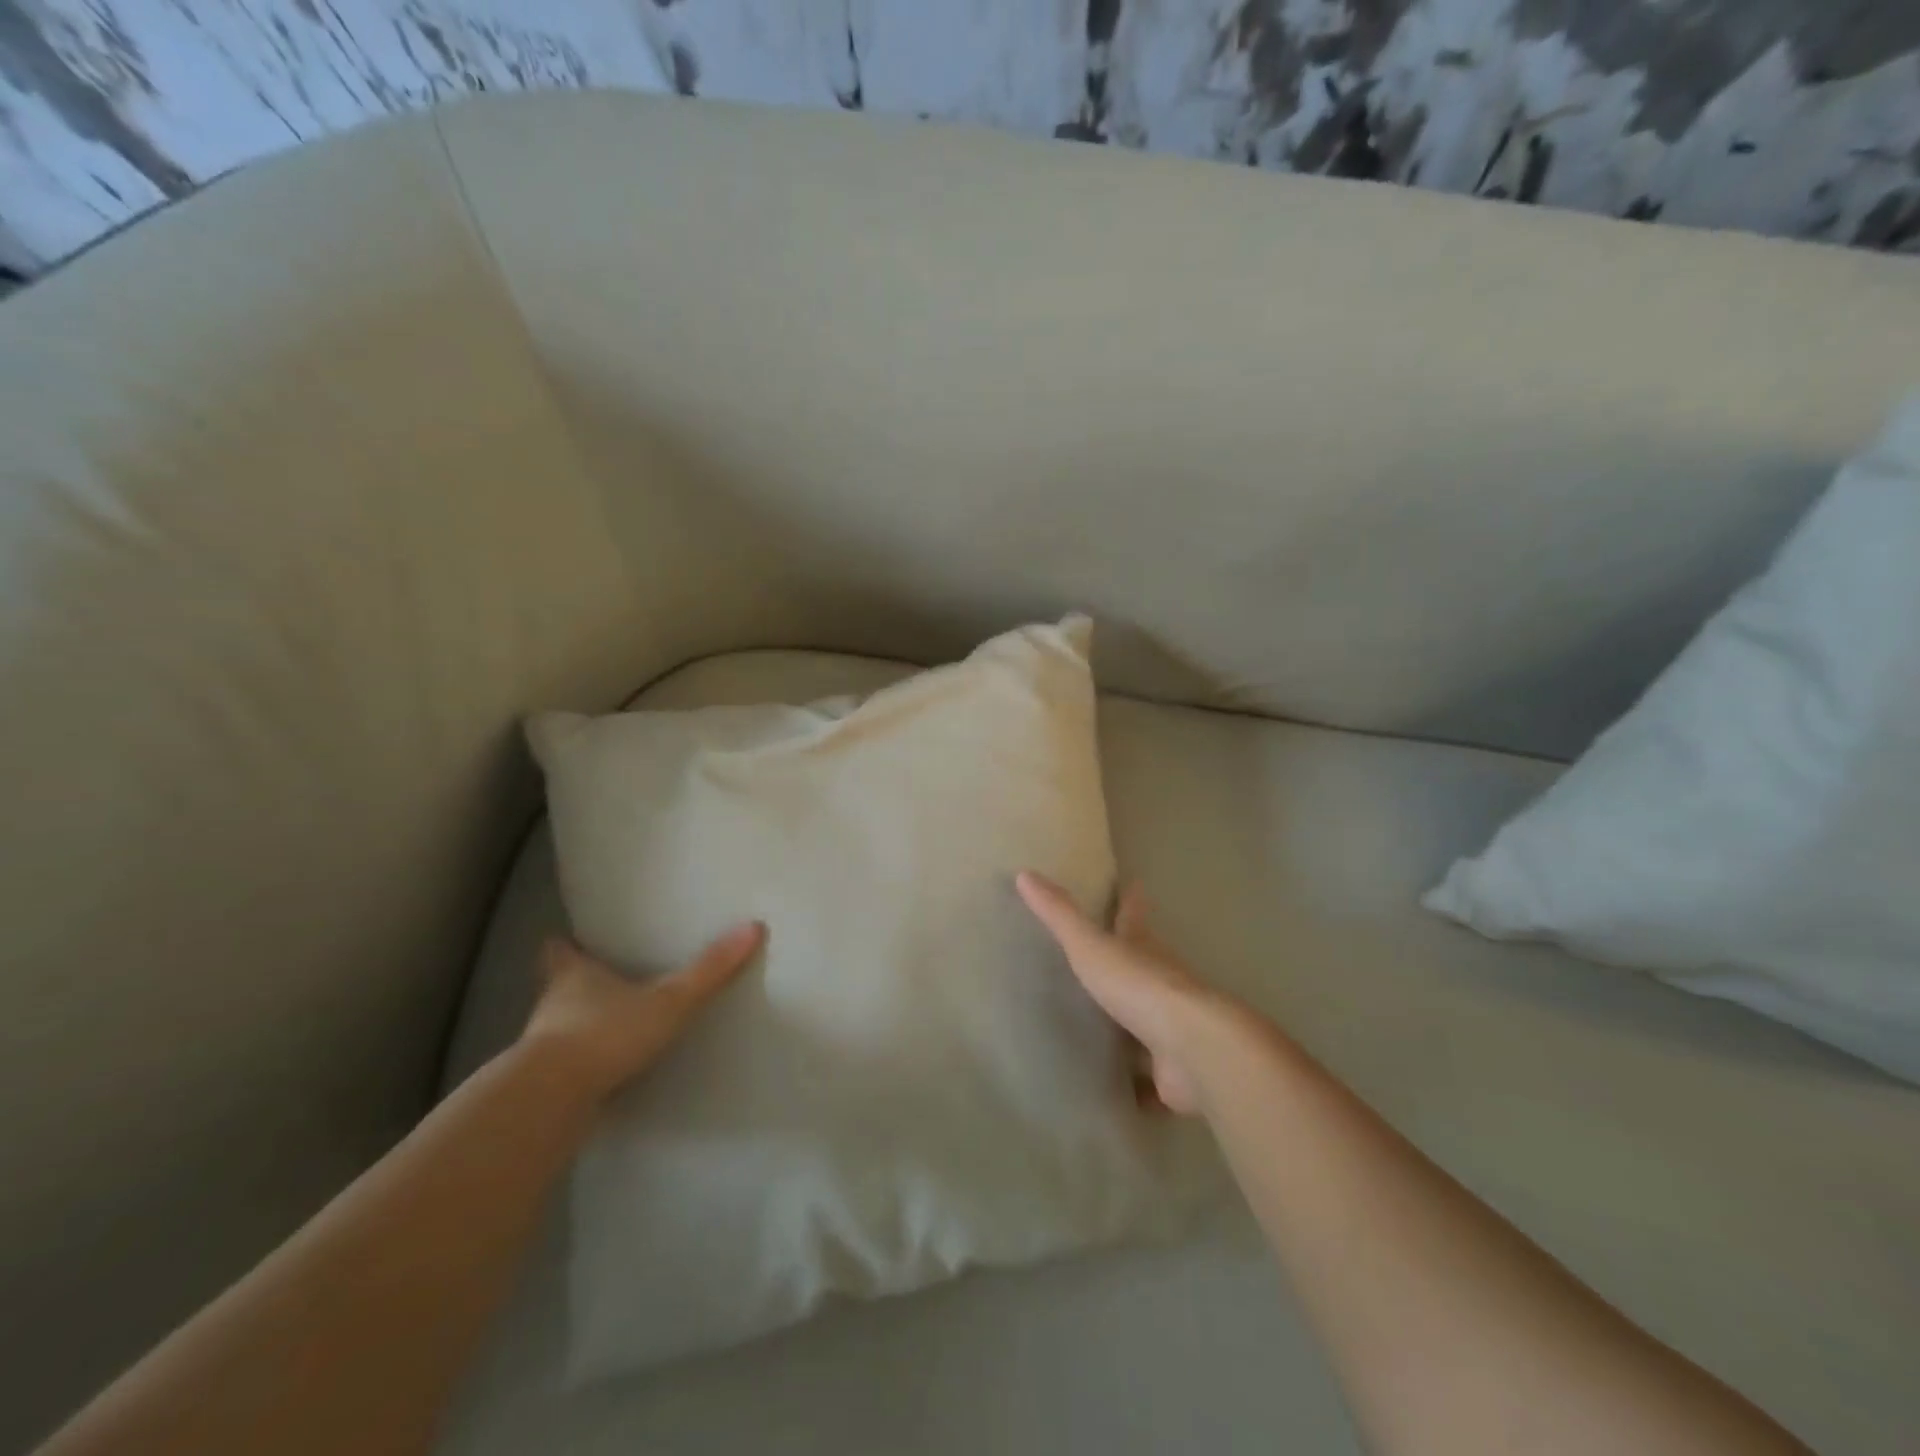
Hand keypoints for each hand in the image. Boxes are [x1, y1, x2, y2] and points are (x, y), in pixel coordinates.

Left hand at [520, 924, 764, 1100]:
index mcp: (575, 976)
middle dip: (576, 984)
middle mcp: (553, 1006)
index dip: (565, 945)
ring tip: (609, 1027)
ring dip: (578, 1027)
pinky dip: (582, 1067)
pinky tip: (606, 1073)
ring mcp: (543, 1049)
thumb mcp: (668, 1000)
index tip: (567, 938)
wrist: (551, 1101)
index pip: (560, 951)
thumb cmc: (606, 1034)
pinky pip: (566, 1069)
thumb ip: (709, 969)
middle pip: (559, 988)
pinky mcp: (545, 1087)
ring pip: (560, 1029)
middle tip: (602, 980)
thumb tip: (754, 926)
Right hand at [1017, 871, 1231, 1115]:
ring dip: (1132, 1024)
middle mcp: (1162, 984)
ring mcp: (1171, 1029)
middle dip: (1132, 962)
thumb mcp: (1090, 946)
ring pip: (1147, 1021)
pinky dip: (1137, 1082)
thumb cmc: (1139, 987)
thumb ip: (1059, 915)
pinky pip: (1149, 1078)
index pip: (1134, 917)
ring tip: (1103, 1028)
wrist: (1193, 1050)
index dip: (1131, 902)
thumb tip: (1025, 873)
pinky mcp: (1171, 1072)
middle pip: (1146, 967)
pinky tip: (1119, 1091)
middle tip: (1107, 962)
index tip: (1134, 885)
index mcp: (1143, 950)